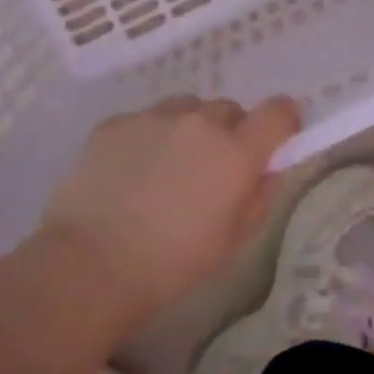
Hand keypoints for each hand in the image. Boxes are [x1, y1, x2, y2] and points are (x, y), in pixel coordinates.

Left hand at [40, 95, 301, 318]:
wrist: (91, 264)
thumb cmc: (173, 264)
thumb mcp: (233, 241)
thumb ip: (260, 195)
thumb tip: (268, 168)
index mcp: (236, 151)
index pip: (277, 111)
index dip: (282, 120)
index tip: (275, 139)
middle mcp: (199, 121)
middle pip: (229, 109)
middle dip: (229, 133)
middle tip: (210, 170)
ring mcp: (154, 117)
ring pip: (186, 109)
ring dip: (188, 130)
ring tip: (166, 169)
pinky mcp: (116, 122)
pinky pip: (146, 120)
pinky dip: (148, 138)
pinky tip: (129, 174)